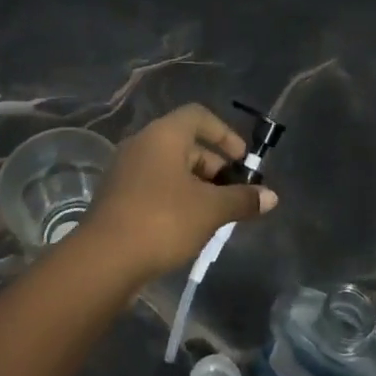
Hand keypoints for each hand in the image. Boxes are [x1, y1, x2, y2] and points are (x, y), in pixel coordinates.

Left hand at [79, 104, 278, 282]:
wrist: (104, 259)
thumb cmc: (162, 220)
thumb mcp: (210, 210)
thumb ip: (242, 199)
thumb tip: (272, 196)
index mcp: (163, 135)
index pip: (199, 116)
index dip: (225, 134)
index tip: (243, 161)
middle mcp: (142, 144)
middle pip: (186, 144)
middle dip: (215, 167)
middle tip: (234, 195)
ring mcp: (126, 170)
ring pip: (170, 168)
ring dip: (197, 186)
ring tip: (216, 215)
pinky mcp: (117, 197)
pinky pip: (155, 186)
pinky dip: (176, 198)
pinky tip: (188, 227)